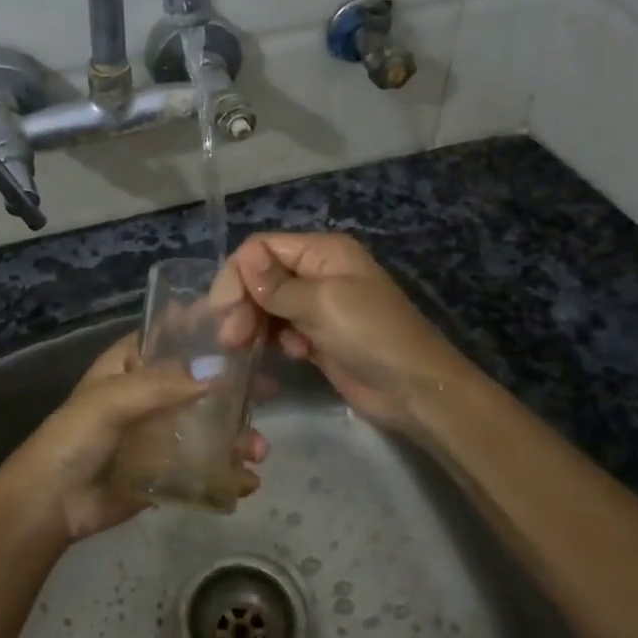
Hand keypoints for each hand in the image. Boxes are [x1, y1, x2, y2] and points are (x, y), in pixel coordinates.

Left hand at [0, 333, 267, 542]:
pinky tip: (247, 480)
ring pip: (209, 423)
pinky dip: (228, 470)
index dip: (206, 328)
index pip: (173, 335)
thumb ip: (160, 385)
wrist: (51, 505)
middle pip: (201, 379)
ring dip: (237, 433)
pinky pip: (204, 464)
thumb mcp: (110, 401)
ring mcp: (160, 432)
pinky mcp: (167, 468)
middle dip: (235, 386)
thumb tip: (218, 373)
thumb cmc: (73, 439)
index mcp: (131, 364)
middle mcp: (150, 392)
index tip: (247, 326)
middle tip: (269, 391)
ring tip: (258, 450)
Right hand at [211, 233, 471, 434]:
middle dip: (243, 303)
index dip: (238, 275)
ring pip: (268, 306)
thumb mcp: (323, 304)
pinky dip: (277, 341)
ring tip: (244, 350)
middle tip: (230, 339)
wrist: (415, 390)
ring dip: (254, 324)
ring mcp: (318, 306)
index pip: (262, 248)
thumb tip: (243, 257)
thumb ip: (278, 285)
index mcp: (323, 252)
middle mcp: (318, 273)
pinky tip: (291, 355)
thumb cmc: (371, 336)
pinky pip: (282, 331)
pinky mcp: (318, 337)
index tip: (222, 311)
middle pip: (262, 277)